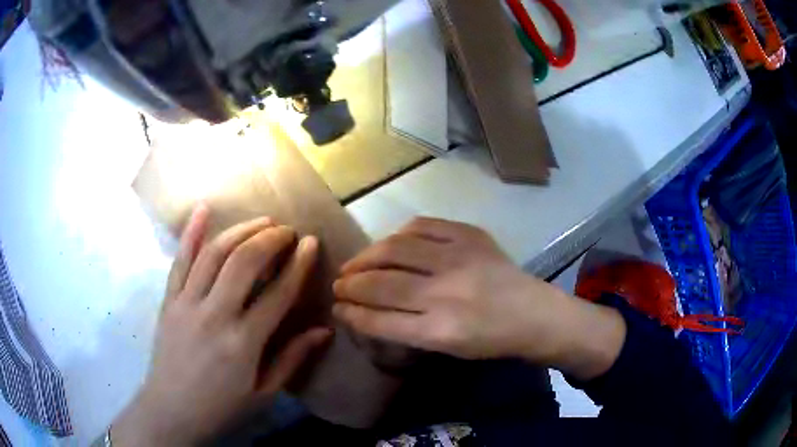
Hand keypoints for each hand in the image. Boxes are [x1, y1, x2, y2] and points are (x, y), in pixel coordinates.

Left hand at [111, 205, 331, 446]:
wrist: (171, 410)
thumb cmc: (221, 408)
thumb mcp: (264, 393)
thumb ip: (292, 359)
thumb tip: (323, 331)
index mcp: (243, 343)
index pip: (278, 294)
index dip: (298, 264)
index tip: (310, 243)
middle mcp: (214, 315)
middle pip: (244, 262)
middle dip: (270, 239)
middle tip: (287, 230)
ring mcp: (186, 303)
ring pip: (214, 254)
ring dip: (240, 230)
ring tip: (261, 220)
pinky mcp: (169, 300)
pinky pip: (180, 260)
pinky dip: (191, 232)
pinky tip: (204, 209)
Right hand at [333, 218, 625, 379]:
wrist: (534, 313)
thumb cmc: (490, 340)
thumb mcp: (446, 349)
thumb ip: (404, 331)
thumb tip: (365, 310)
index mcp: (440, 331)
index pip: (379, 320)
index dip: (351, 313)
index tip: (337, 307)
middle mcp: (445, 293)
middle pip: (380, 284)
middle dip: (350, 285)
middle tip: (338, 285)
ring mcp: (458, 258)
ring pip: (393, 250)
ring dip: (366, 257)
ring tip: (355, 264)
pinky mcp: (469, 234)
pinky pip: (421, 226)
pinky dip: (398, 235)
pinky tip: (390, 243)